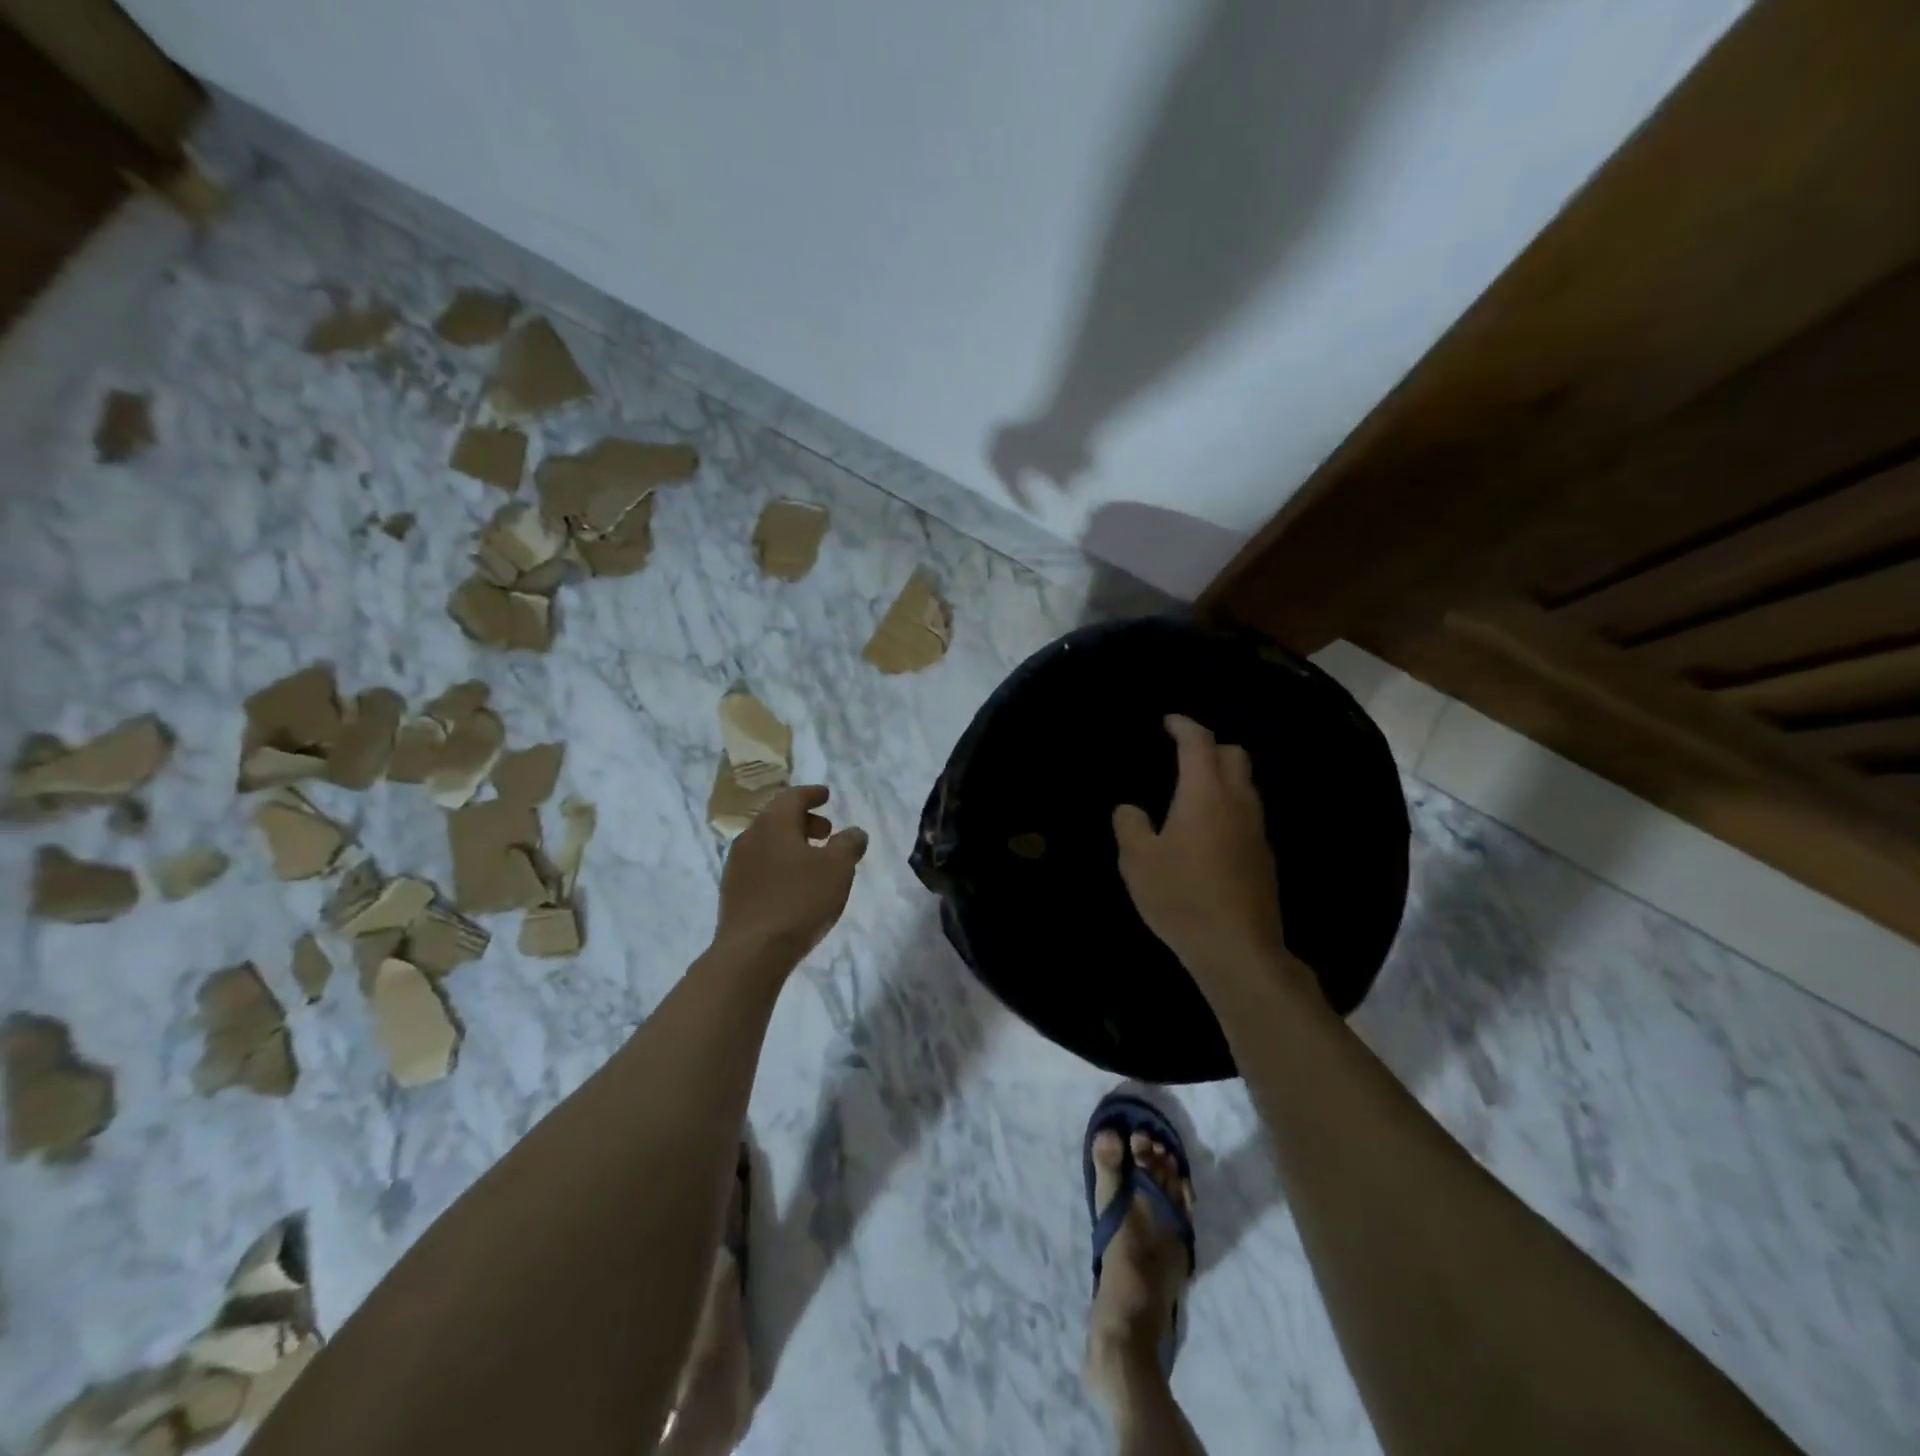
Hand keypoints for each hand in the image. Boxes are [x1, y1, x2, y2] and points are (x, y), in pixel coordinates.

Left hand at [715, 786, 868, 964]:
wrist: (752, 952)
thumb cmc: (799, 900)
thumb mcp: (838, 868)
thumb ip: (849, 844)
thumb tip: (854, 832)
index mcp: (773, 823)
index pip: (793, 796)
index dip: (812, 794)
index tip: (826, 795)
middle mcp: (750, 837)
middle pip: (778, 818)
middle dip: (804, 821)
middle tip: (827, 832)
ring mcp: (736, 866)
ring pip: (768, 843)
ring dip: (791, 844)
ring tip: (813, 860)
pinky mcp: (733, 893)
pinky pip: (760, 866)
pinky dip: (779, 864)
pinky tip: (793, 885)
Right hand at [1114, 716, 1297, 988]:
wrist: (1237, 948)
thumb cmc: (1181, 897)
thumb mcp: (1137, 860)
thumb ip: (1130, 824)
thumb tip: (1131, 809)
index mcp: (1205, 794)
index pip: (1200, 742)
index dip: (1184, 725)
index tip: (1168, 722)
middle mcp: (1238, 803)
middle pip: (1234, 755)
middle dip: (1209, 746)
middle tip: (1181, 755)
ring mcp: (1256, 830)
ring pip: (1246, 784)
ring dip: (1222, 776)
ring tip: (1192, 791)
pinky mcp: (1264, 856)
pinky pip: (1248, 813)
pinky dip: (1229, 805)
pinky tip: (1207, 831)